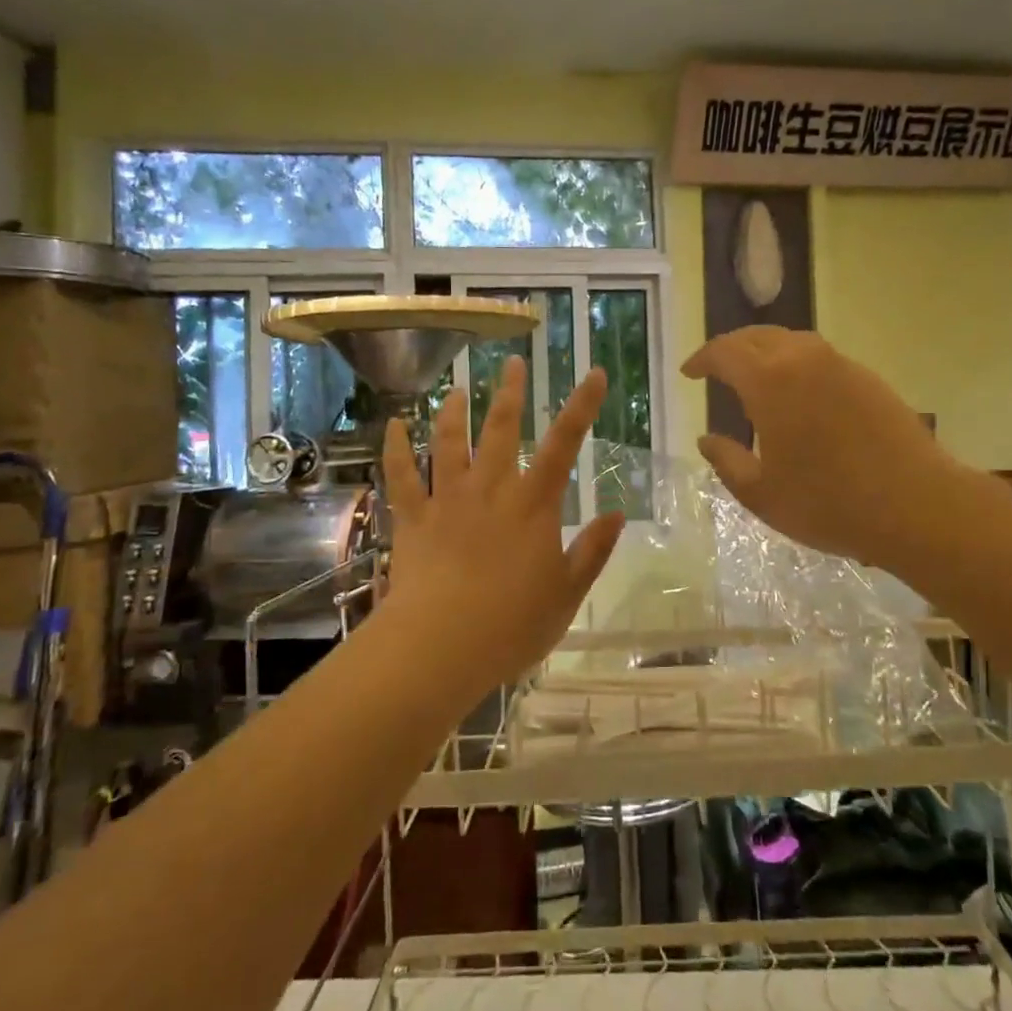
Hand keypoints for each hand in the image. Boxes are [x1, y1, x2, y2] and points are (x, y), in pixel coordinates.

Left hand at [380, 355, 624, 696]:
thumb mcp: (567, 593)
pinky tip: (393, 425)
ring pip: (448, 442)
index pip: (564, 444)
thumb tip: (618, 514)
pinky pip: (401, 476)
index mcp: (533, 505)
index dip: (581, 406)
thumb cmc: (511, 625)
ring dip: (454, 411)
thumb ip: (593, 551)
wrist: (440, 646)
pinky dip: (395, 448)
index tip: (592, 373)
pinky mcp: (413, 518)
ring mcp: (447, 500)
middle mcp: (491, 490)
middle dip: (509, 393)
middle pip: (501, 429)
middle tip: (512, 363)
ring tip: (457, 388)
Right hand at [683, 326, 940, 571]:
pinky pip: (820, 358)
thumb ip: (726, 461)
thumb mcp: (761, 493)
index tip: (689, 372)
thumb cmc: (828, 503)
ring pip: (792, 341)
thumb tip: (706, 439)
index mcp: (770, 381)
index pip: (725, 352)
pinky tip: (798, 394)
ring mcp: (842, 365)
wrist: (916, 505)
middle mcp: (804, 359)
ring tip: (754, 377)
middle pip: (758, 336)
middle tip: (716, 368)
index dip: (702, 359)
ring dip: (765, 351)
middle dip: (731, 348)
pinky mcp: (869, 379)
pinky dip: (796, 364)